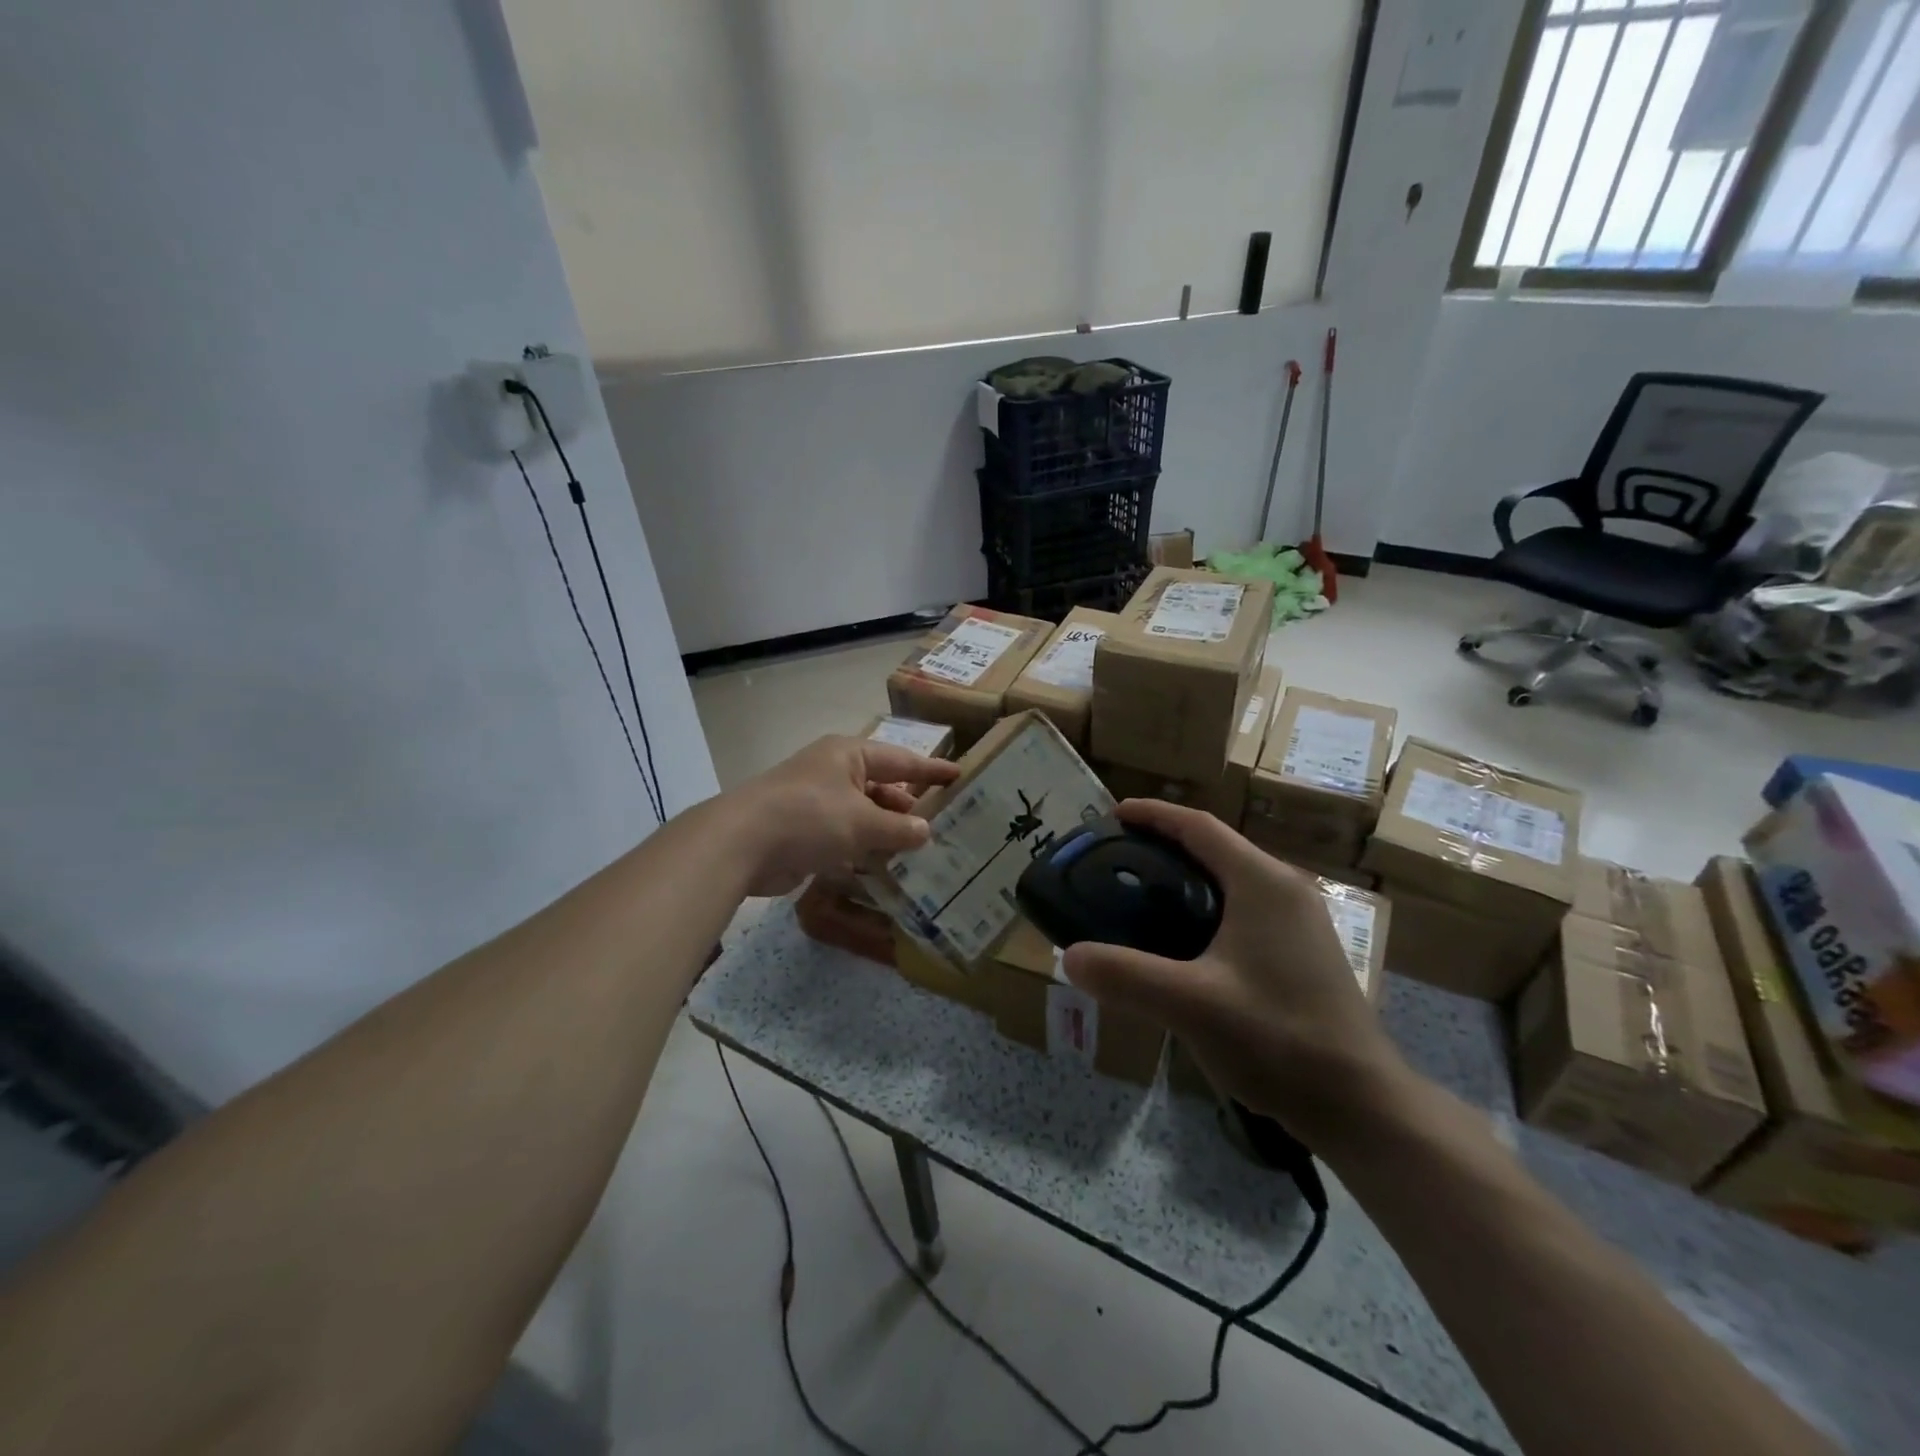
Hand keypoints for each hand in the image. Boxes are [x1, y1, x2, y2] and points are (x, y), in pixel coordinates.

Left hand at [726, 735, 959, 896]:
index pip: (901, 760)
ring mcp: (817, 802)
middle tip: (944, 826)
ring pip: (863, 815)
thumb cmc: (809, 817)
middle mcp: (834, 773)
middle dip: (909, 807)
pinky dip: (864, 849)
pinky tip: (886, 868)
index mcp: (849, 755)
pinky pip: (845, 837)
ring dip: (887, 833)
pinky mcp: (805, 832)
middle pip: (882, 787)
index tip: (960, 776)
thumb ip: (899, 827)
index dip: (931, 770)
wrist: (741, 843)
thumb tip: (926, 831)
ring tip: (922, 853)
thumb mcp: (862, 821)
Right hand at [1061, 799, 1406, 1134]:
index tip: (1112, 815)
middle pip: (1215, 847)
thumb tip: (1068, 956)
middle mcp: (1285, 889)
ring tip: (1140, 897)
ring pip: (1231, 879)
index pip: (1198, 826)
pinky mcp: (1303, 951)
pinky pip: (1244, 909)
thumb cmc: (1277, 1039)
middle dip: (1164, 845)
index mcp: (1262, 882)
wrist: (1359, 1104)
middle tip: (1115, 860)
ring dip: (1186, 877)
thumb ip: (1125, 976)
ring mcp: (1300, 921)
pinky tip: (1182, 943)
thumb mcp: (1190, 1004)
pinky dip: (1206, 907)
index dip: (1153, 815)